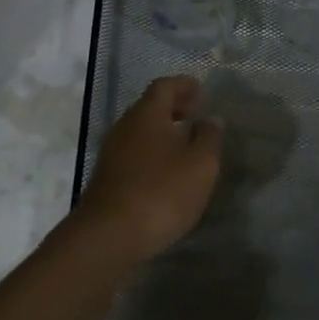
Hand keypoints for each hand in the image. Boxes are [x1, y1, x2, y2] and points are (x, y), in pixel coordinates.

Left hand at [76, 76, 223, 261]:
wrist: (110, 233)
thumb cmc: (161, 191)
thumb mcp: (200, 165)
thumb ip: (209, 138)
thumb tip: (210, 119)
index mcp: (147, 114)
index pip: (164, 86)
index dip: (183, 85)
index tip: (201, 91)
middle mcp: (125, 126)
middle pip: (150, 107)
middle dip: (173, 108)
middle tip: (195, 115)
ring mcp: (112, 151)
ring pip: (140, 131)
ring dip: (162, 132)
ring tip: (185, 145)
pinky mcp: (107, 176)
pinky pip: (134, 152)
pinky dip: (152, 152)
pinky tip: (166, 171)